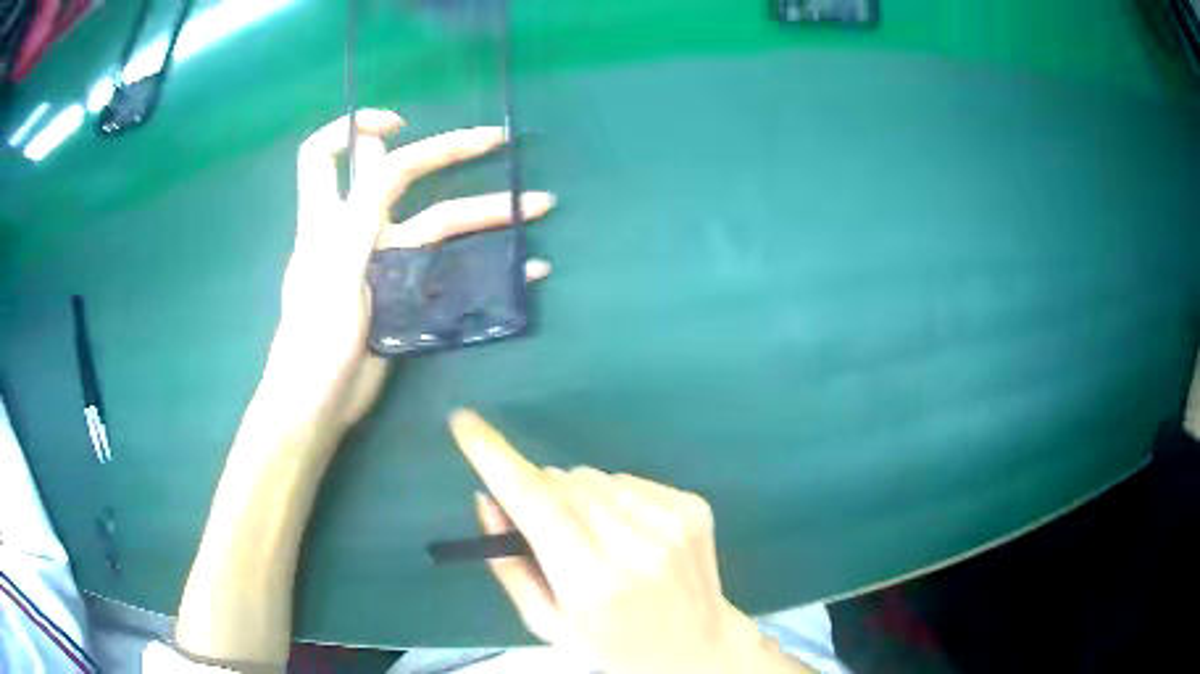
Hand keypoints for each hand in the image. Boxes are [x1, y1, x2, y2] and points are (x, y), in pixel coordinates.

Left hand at [262, 110, 554, 426]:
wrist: (321, 403)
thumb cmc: (315, 336)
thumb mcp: (335, 265)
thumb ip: (361, 210)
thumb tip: (388, 152)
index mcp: (329, 217)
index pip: (325, 153)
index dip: (356, 127)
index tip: (401, 126)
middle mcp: (358, 229)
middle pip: (404, 177)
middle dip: (449, 153)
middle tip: (499, 141)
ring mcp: (386, 262)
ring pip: (440, 223)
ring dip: (487, 213)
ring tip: (537, 208)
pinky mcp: (407, 295)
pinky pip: (452, 270)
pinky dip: (489, 267)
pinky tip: (524, 270)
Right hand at [448, 410, 795, 673]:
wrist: (696, 648)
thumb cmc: (611, 646)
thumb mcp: (548, 623)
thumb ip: (509, 565)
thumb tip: (486, 498)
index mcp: (592, 582)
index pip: (533, 504)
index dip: (494, 458)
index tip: (464, 421)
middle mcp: (635, 544)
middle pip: (561, 482)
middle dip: (541, 496)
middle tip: (553, 537)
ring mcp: (672, 521)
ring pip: (594, 477)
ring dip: (580, 499)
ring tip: (599, 543)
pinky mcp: (693, 506)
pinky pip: (628, 480)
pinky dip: (615, 500)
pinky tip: (630, 536)